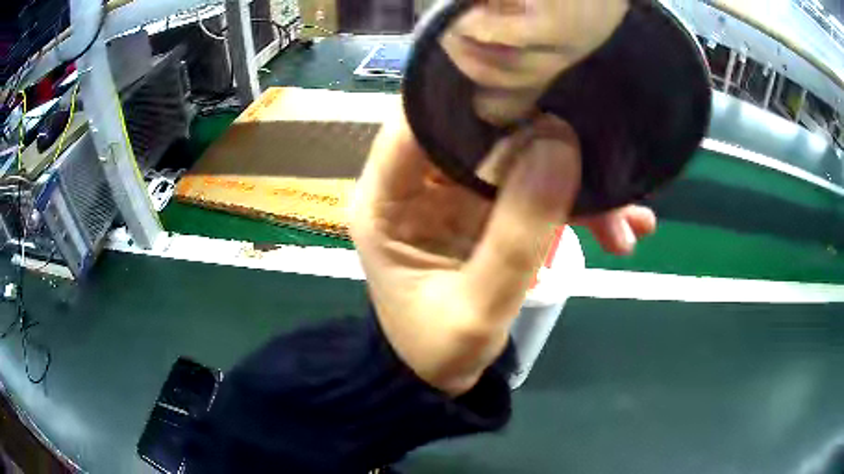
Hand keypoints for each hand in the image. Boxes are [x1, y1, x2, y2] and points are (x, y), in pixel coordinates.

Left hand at [350, 106, 654, 395]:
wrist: (440, 379)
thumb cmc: (437, 350)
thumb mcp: (478, 308)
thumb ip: (520, 234)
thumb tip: (559, 144)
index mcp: (386, 201)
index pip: (417, 122)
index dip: (469, 96)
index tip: (532, 85)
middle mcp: (416, 186)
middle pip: (479, 135)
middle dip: (546, 145)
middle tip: (602, 155)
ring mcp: (455, 196)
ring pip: (518, 164)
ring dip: (575, 186)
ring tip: (628, 221)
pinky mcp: (487, 212)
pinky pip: (534, 193)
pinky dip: (576, 208)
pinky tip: (621, 230)